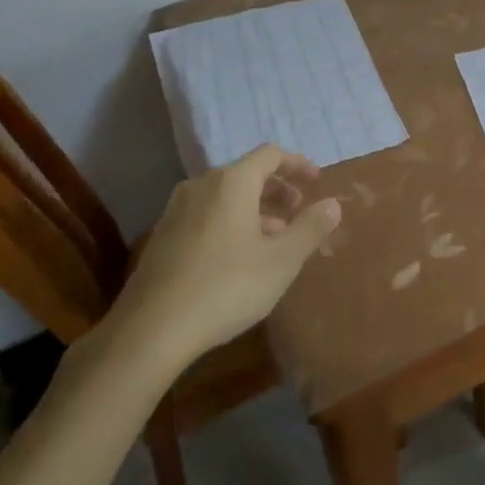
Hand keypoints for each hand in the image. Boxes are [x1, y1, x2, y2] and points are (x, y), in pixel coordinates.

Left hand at [102, 144, 340, 366]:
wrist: (151, 330)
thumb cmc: (226, 287)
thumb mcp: (281, 261)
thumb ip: (310, 228)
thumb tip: (333, 203)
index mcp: (232, 182)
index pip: (270, 155)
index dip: (297, 164)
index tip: (316, 181)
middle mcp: (202, 185)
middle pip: (247, 174)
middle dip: (277, 189)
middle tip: (297, 212)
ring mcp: (177, 210)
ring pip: (225, 196)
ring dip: (254, 209)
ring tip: (273, 239)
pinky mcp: (162, 236)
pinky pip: (206, 214)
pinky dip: (230, 222)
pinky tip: (238, 257)